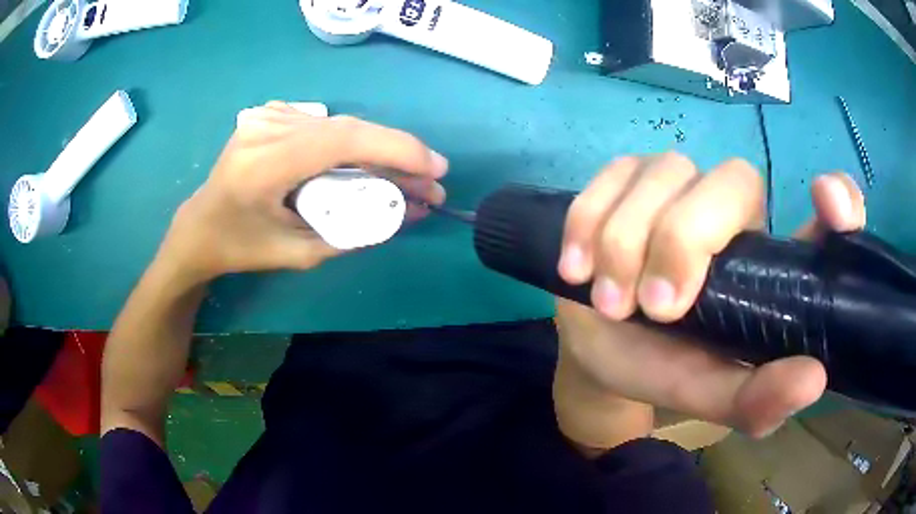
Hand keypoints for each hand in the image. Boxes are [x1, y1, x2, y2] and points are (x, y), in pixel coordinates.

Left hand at [157, 102, 448, 284]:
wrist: (199, 225)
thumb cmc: (239, 247)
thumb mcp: (296, 254)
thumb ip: (349, 233)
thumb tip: (400, 214)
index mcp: (265, 164)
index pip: (343, 140)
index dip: (396, 149)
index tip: (434, 170)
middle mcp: (268, 128)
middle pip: (349, 129)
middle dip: (397, 153)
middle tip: (429, 181)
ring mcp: (268, 116)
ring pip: (341, 127)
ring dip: (378, 149)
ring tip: (405, 178)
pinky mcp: (272, 114)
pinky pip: (325, 127)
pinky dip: (353, 145)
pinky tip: (365, 166)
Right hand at [552, 153, 865, 446]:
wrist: (604, 353)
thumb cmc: (667, 370)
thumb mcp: (713, 396)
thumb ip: (757, 398)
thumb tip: (813, 379)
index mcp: (774, 263)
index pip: (827, 214)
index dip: (840, 198)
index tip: (828, 203)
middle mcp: (737, 211)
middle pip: (733, 180)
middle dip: (686, 239)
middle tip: (655, 309)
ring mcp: (681, 187)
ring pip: (666, 172)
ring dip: (627, 240)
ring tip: (609, 301)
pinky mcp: (628, 182)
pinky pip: (612, 174)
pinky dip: (589, 219)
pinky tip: (577, 266)